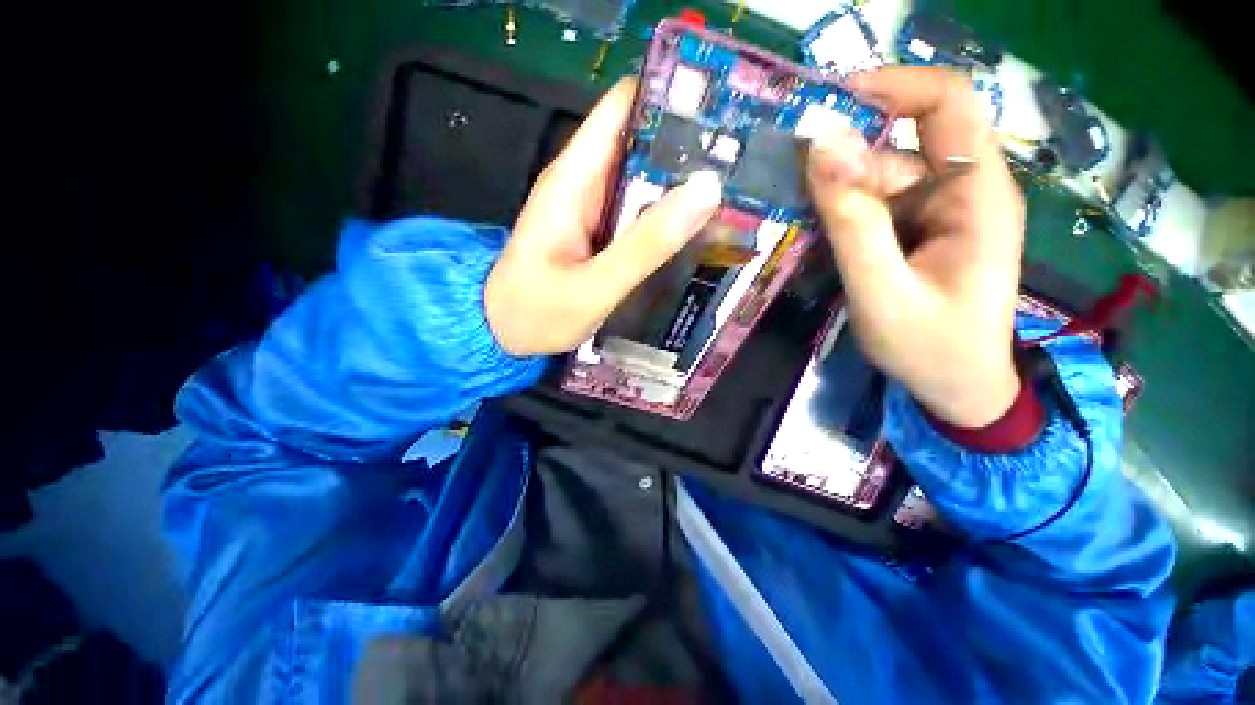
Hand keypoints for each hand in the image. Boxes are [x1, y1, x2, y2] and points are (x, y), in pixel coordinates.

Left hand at [486, 79, 722, 356]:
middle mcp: (583, 183)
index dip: (670, 102)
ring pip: (643, 181)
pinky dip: (665, 217)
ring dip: (681, 187)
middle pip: (641, 144)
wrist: (503, 334)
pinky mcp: (598, 233)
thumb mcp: (595, 286)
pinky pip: (637, 213)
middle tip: (742, 166)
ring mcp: (591, 209)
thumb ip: (646, 244)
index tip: (723, 113)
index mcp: (574, 179)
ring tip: (733, 195)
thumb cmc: (537, 312)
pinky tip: (696, 228)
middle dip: (687, 150)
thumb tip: (706, 191)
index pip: (623, 109)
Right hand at [805, 67, 1025, 427]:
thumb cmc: (929, 349)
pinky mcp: (921, 230)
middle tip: (799, 198)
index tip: (829, 105)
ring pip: (883, 177)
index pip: (948, 103)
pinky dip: (845, 212)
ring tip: (807, 229)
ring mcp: (941, 211)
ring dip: (840, 194)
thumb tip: (821, 147)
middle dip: (847, 163)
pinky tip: (824, 237)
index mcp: (977, 196)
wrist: (958, 388)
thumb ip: (852, 223)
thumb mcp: (881, 291)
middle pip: (901, 145)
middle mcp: (964, 190)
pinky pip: (878, 204)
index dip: (892, 88)